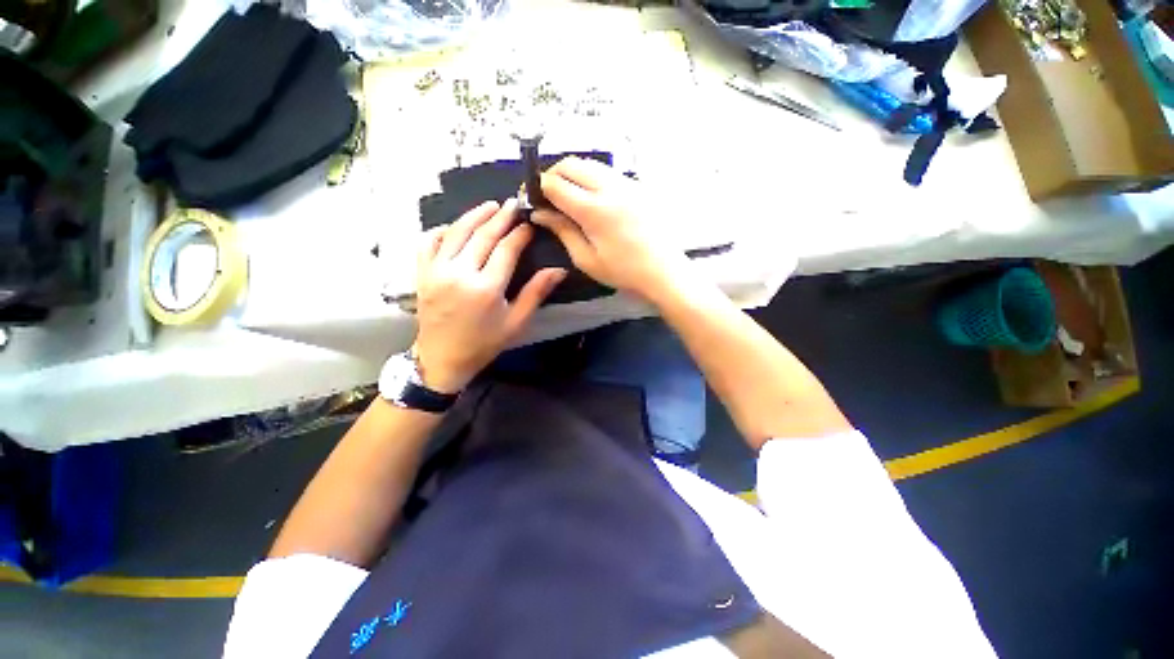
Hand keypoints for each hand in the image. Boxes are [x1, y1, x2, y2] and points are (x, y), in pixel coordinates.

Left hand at [413, 199, 565, 392]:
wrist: (443, 358)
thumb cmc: (484, 343)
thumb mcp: (516, 322)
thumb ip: (536, 293)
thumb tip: (558, 270)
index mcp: (486, 288)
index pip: (506, 249)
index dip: (519, 234)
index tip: (529, 224)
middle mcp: (459, 273)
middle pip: (483, 235)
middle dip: (501, 217)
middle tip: (513, 204)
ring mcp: (437, 271)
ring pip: (456, 232)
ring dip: (474, 215)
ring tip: (491, 205)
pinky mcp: (422, 273)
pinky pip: (428, 242)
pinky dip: (442, 229)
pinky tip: (455, 225)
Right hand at [531, 157, 691, 300]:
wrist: (664, 271)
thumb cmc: (624, 272)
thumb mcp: (586, 259)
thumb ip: (562, 231)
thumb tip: (540, 213)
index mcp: (594, 209)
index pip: (555, 183)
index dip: (537, 187)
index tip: (530, 198)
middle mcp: (609, 188)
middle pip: (571, 164)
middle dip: (552, 174)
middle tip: (547, 195)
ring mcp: (627, 183)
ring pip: (590, 163)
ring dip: (572, 173)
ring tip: (567, 195)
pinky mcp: (638, 186)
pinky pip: (607, 172)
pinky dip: (591, 177)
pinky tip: (591, 197)